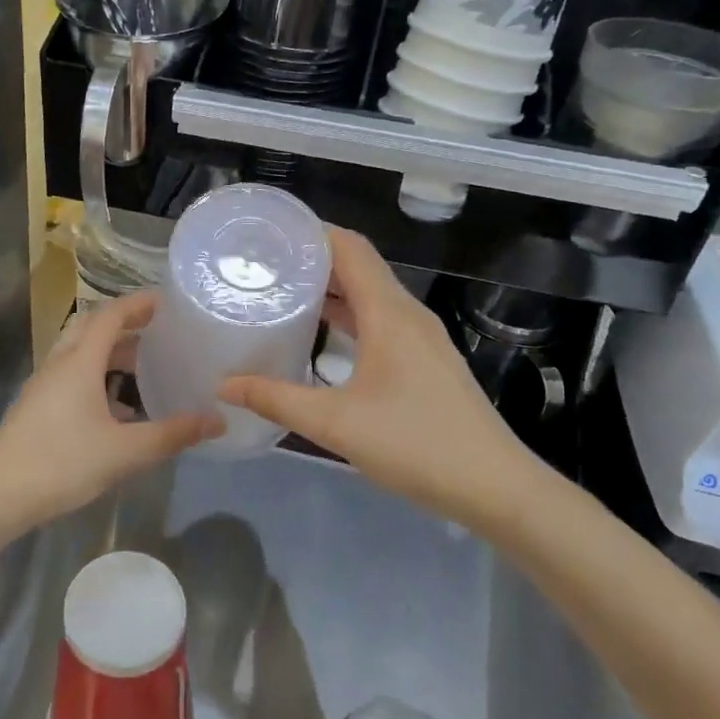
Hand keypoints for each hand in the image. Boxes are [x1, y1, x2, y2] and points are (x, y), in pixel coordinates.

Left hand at [0, 293, 220, 535]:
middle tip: (160, 331)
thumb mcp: (125, 452)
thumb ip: (172, 435)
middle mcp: (59, 364)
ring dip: (111, 352)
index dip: (139, 304)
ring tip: (145, 366)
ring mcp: (44, 385)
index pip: (111, 315)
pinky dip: (98, 375)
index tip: (167, 302)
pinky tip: (118, 407)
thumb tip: (218, 420)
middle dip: (126, 324)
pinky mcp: (37, 406)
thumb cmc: (62, 464)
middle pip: (93, 328)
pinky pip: (72, 375)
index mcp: (79, 362)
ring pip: (80, 353)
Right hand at [220, 227, 552, 524]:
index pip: (350, 248)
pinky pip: (381, 321)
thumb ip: (276, 400)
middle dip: (313, 260)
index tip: (269, 233)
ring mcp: (421, 338)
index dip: (312, 232)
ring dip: (331, 290)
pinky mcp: (426, 361)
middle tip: (264, 265)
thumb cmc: (416, 444)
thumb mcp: (336, 424)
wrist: (494, 487)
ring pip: (371, 296)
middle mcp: (408, 314)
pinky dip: (349, 317)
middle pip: (359, 267)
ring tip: (284, 294)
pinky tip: (322, 336)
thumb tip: (225, 385)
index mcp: (390, 313)